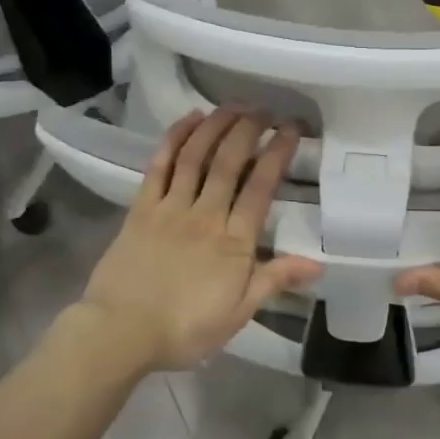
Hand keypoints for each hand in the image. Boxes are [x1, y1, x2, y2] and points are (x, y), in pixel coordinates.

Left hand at [80, 108, 320, 372]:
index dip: (277, 153)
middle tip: (264, 109)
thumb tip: (319, 263)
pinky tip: (189, 119)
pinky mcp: (141, 207)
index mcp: (233, 241)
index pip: (261, 187)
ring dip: (216, 125)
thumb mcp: (238, 313)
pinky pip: (160, 165)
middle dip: (249, 129)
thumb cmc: (184, 329)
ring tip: (234, 105)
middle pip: (230, 161)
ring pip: (196, 156)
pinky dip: (175, 138)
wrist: (120, 333)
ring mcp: (171, 207)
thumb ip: (275, 280)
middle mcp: (205, 214)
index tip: (291, 129)